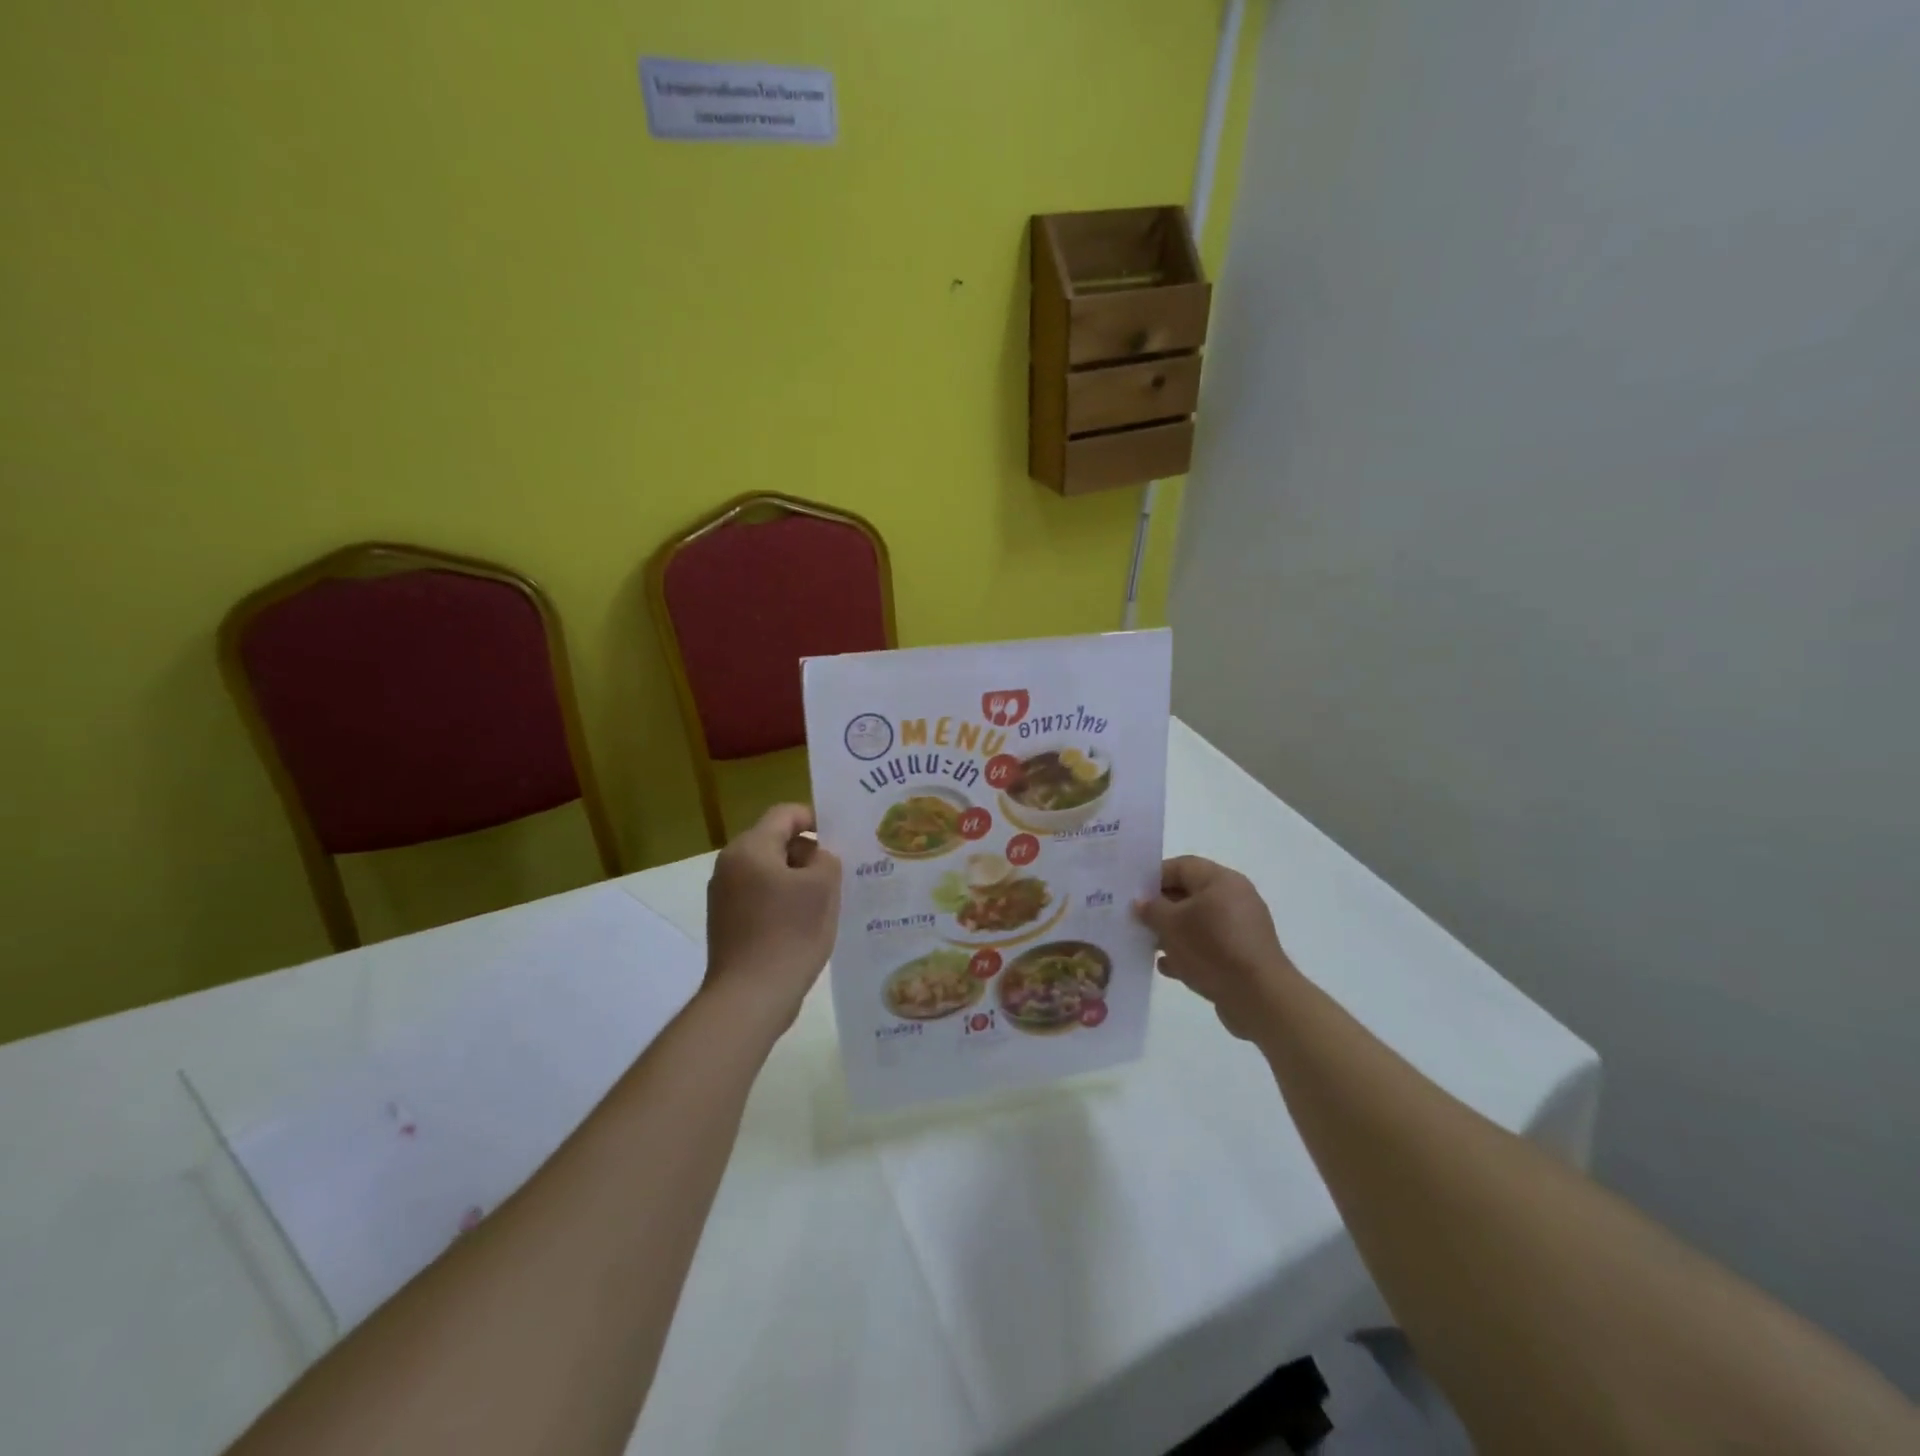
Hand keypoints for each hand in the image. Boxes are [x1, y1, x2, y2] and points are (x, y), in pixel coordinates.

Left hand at [704, 804, 840, 1030]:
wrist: (750, 997)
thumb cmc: (790, 933)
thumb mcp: (823, 887)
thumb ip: (826, 858)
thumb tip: (817, 857)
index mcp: (750, 848)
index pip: (785, 814)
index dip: (815, 818)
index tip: (841, 838)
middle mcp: (730, 865)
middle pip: (775, 841)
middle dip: (808, 852)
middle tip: (839, 872)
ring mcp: (724, 896)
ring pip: (769, 871)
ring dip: (798, 879)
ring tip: (827, 900)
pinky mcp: (727, 923)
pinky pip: (760, 897)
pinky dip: (783, 901)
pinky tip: (805, 923)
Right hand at [1134, 856, 1299, 1040]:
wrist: (1258, 997)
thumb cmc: (1212, 948)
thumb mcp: (1171, 924)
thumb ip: (1151, 909)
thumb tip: (1140, 902)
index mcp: (1220, 880)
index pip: (1181, 866)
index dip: (1154, 877)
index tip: (1132, 894)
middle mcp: (1234, 897)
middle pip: (1189, 894)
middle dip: (1161, 908)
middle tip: (1135, 921)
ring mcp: (1241, 927)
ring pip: (1198, 922)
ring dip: (1172, 932)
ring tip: (1148, 945)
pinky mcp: (1243, 954)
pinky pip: (1209, 945)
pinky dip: (1188, 952)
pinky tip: (1168, 967)